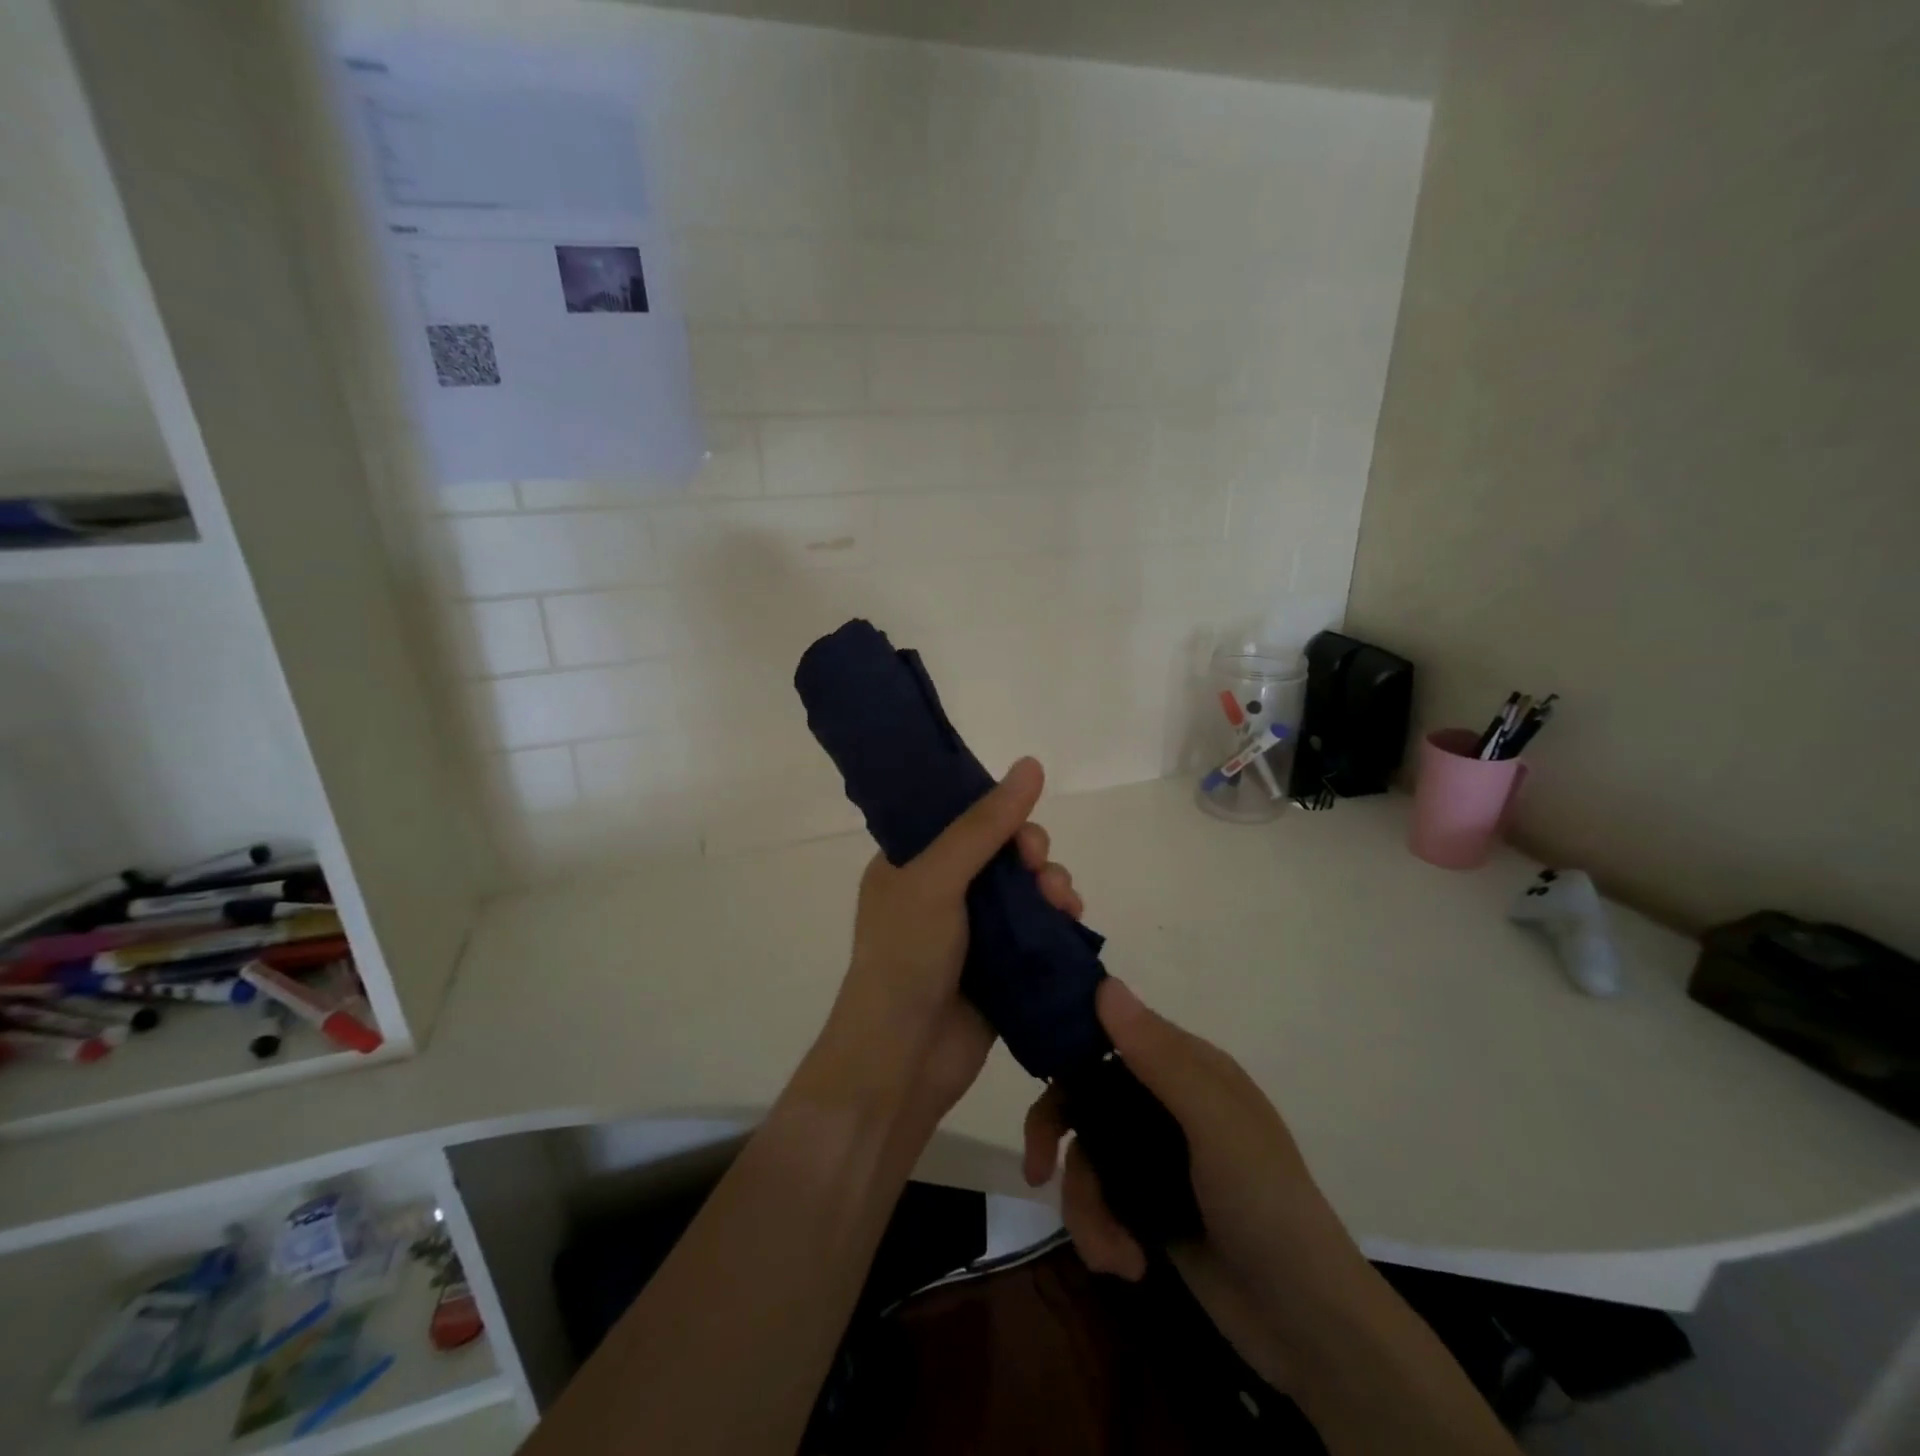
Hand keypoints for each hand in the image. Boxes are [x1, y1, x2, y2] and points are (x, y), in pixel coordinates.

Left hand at [814, 757, 1083, 1132]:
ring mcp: (971, 931)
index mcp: (911, 863)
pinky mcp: (1000, 966)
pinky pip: (1036, 929)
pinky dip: (1056, 920)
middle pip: (1001, 853)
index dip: (998, 814)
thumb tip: (1031, 764)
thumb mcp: (937, 878)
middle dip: (1031, 854)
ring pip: (1024, 890)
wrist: (902, 1060)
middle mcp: (940, 891)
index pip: (961, 818)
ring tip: (1064, 903)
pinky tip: (1071, 922)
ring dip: (1051, 885)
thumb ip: (983, 825)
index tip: (1022, 830)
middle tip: (1041, 869)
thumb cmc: (906, 957)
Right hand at [1022, 979, 1372, 1389]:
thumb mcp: (1216, 1127)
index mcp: (1187, 1068)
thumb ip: (1160, 1059)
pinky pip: (1099, 1201)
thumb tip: (1104, 983)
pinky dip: (1102, 1233)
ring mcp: (1155, 1156)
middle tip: (1037, 1168)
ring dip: (1086, 1207)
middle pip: (1085, 1096)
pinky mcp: (1147, 1206)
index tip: (1032, 1069)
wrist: (1308, 1327)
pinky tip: (1127, 1266)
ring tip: (1112, 1255)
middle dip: (1056, 1133)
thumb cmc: (1267, 1206)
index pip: (1113, 1031)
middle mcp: (1165, 1103)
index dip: (1068, 1042)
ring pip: (1086, 1155)